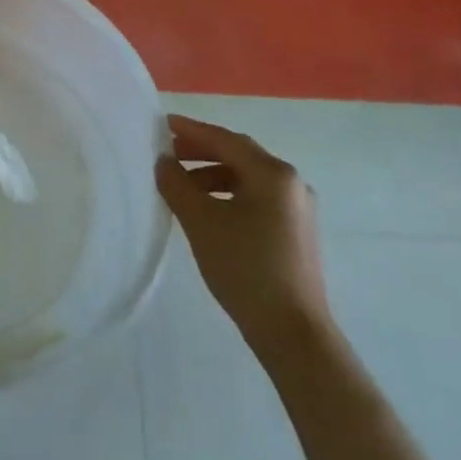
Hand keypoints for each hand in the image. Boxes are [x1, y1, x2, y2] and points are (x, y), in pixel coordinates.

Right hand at [157, 114, 329, 352]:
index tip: (163, 124)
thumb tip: (164, 161)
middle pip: (239, 155)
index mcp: (272, 173)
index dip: (191, 130)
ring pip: (248, 179)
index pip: (225, 139)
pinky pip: (257, 199)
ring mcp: (298, 209)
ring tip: (183, 187)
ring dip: (213, 175)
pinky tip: (209, 211)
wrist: (294, 334)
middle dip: (201, 151)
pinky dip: (229, 195)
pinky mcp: (297, 233)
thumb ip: (176, 184)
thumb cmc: (245, 268)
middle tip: (169, 154)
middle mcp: (291, 183)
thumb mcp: (201, 221)